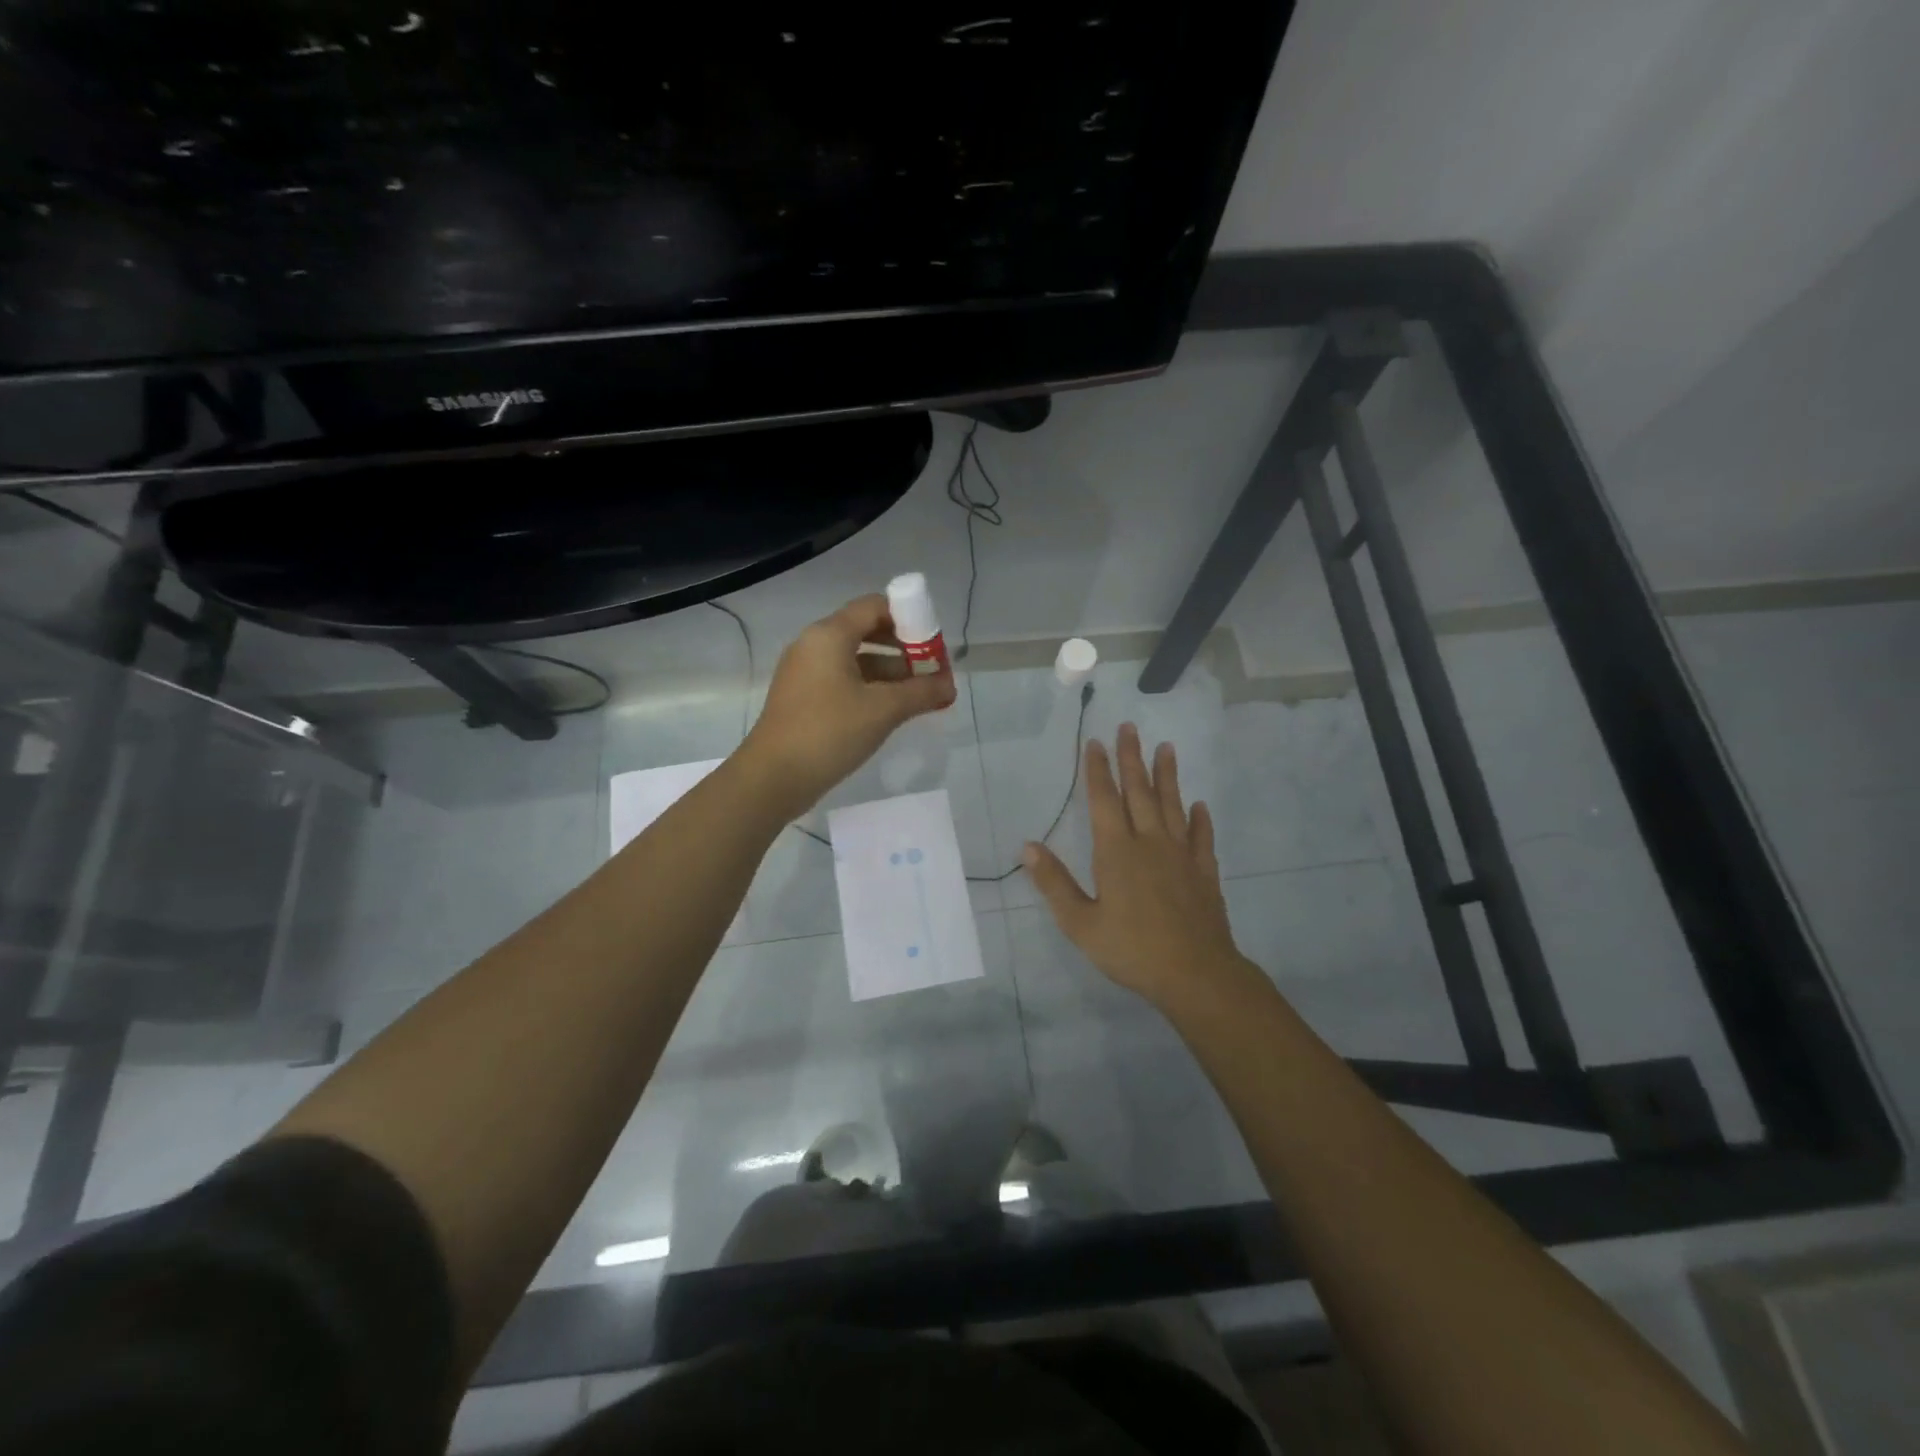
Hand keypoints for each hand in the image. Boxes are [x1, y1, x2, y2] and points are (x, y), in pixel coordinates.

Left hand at [741, 594, 955, 814]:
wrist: (774, 777)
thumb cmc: (829, 732)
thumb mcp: (883, 710)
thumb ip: (921, 692)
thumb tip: (950, 686)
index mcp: (829, 635)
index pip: (875, 606)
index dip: (909, 618)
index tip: (933, 644)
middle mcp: (814, 644)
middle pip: (866, 630)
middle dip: (903, 648)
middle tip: (931, 670)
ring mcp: (805, 672)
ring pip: (855, 659)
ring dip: (889, 672)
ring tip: (920, 695)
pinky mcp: (803, 697)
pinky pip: (843, 680)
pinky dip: (869, 688)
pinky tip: (891, 710)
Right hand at [1024, 723, 1253, 1007]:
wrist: (1195, 974)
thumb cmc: (1131, 949)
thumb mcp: (1080, 923)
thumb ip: (1054, 882)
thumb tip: (1028, 846)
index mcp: (1116, 852)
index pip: (1104, 800)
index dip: (1098, 770)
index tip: (1096, 742)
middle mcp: (1150, 843)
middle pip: (1140, 792)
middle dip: (1132, 759)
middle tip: (1130, 728)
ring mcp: (1181, 856)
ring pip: (1173, 806)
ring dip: (1168, 776)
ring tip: (1166, 748)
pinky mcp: (1204, 873)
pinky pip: (1202, 838)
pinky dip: (1200, 820)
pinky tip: (1200, 806)